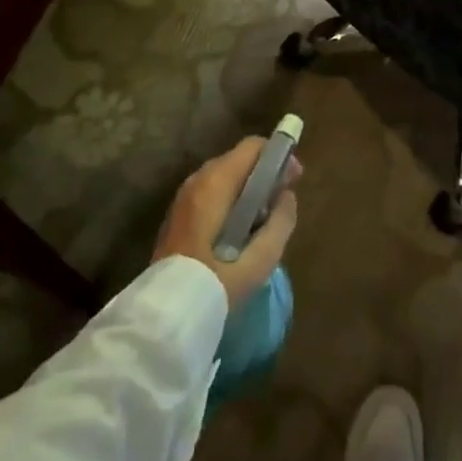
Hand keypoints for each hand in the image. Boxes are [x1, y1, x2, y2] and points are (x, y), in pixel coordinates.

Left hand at [152, 137, 300, 309]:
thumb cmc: (217, 282)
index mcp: (216, 182)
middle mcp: (197, 179)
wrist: (167, 314)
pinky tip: (239, 228)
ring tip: (265, 217)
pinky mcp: (177, 214)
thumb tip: (287, 196)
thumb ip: (281, 222)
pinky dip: (230, 199)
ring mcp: (184, 196)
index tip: (294, 179)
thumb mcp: (260, 259)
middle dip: (264, 173)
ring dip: (247, 188)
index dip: (278, 157)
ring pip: (224, 176)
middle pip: (239, 160)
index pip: (253, 147)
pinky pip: (211, 193)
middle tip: (283, 199)